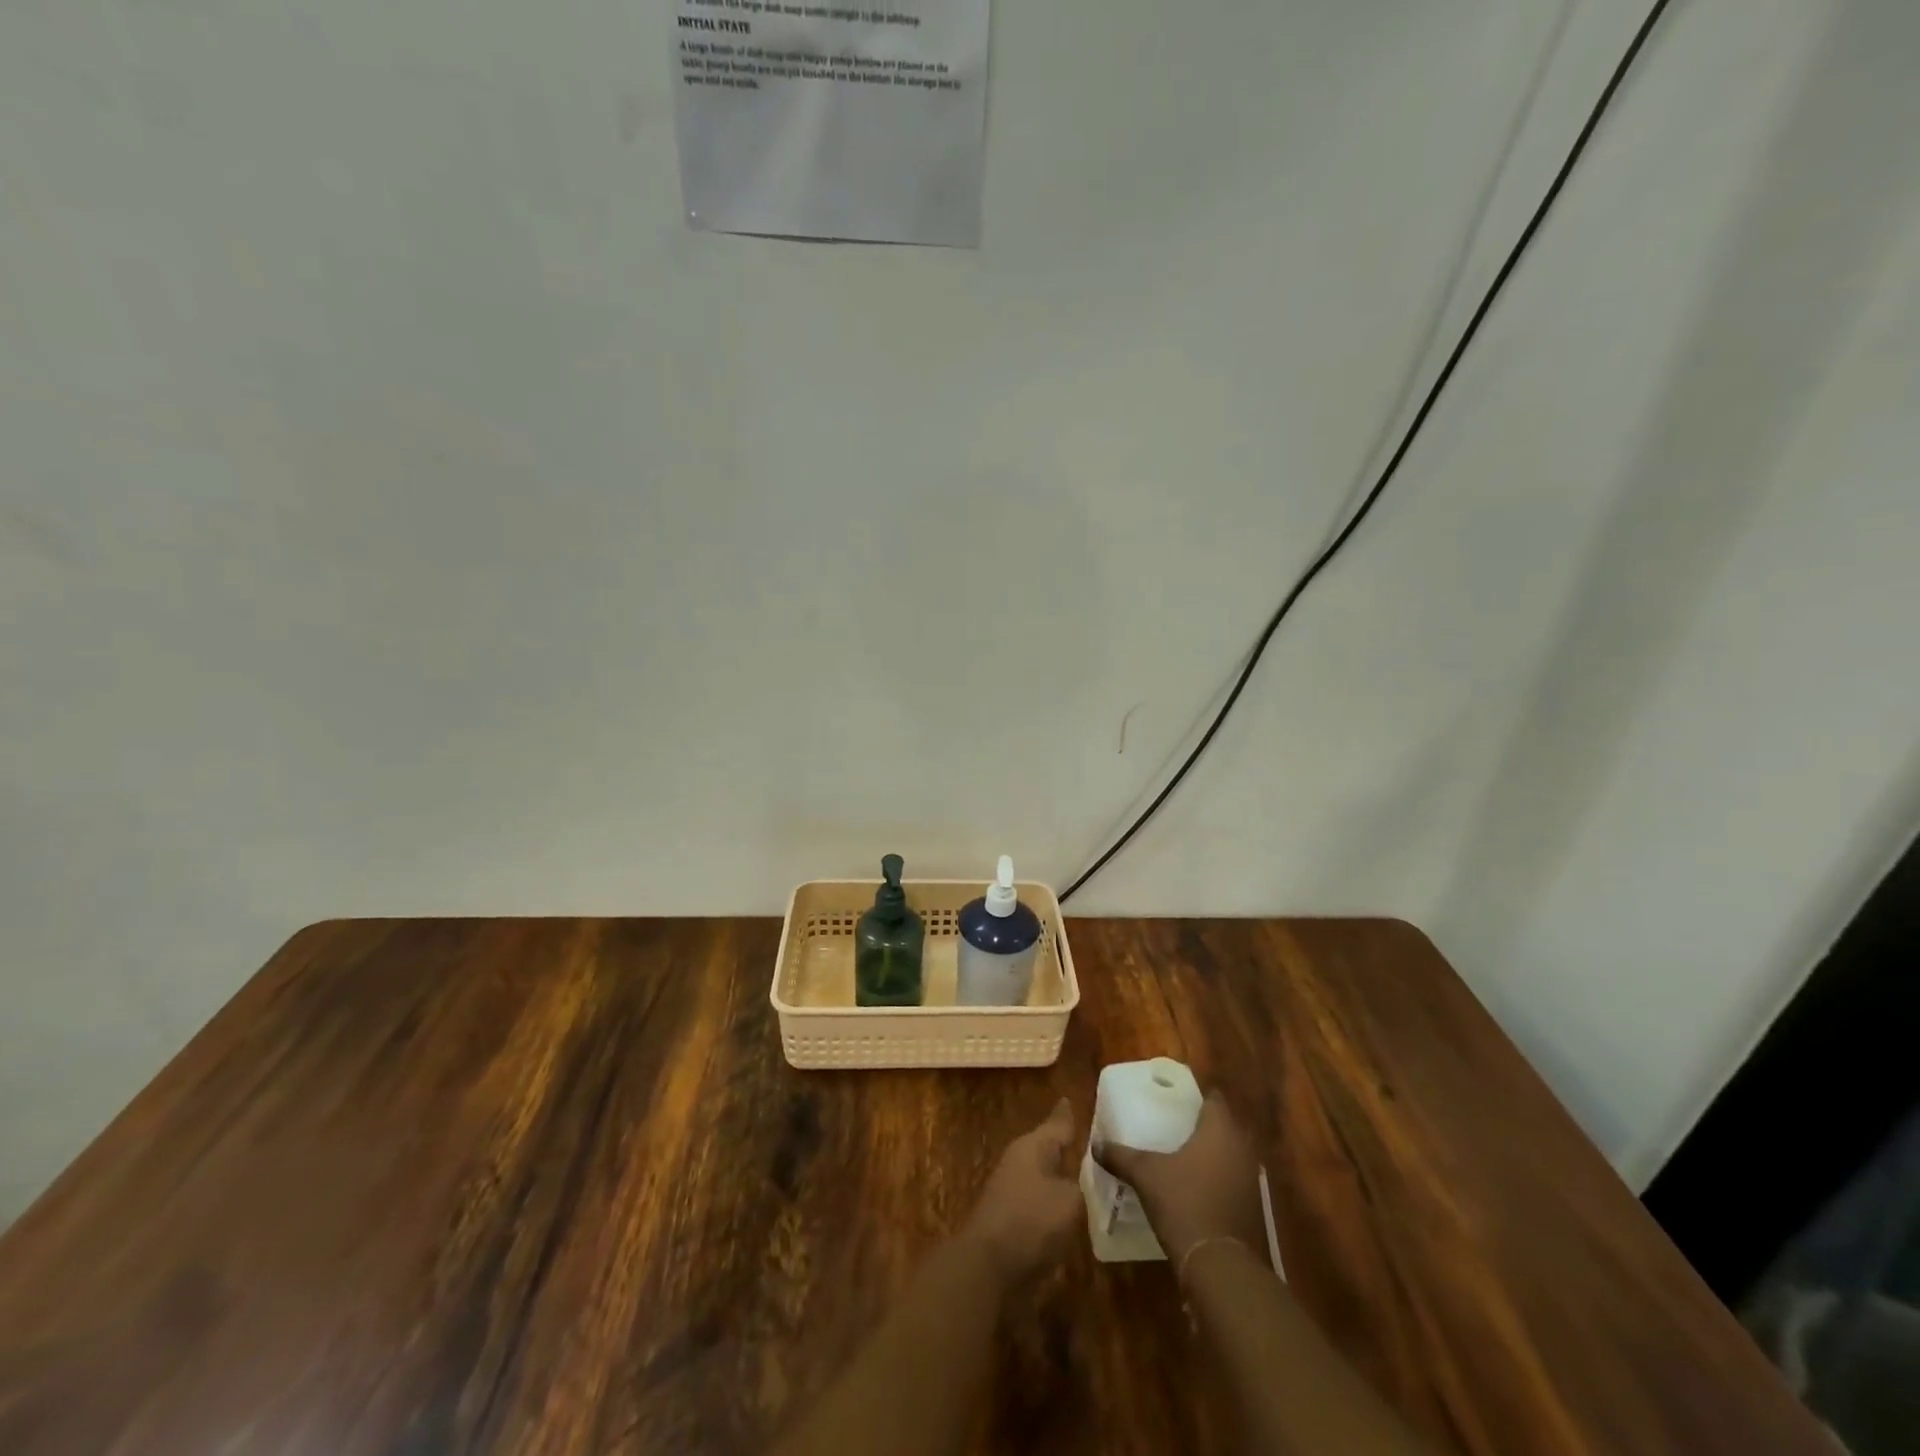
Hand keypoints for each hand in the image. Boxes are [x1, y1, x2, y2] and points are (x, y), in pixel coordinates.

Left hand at [962, 1098, 1082, 1283]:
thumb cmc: (1031, 1221)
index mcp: (1033, 1147)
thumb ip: (1085, 1186)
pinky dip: (1059, 1207)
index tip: (1073, 1099)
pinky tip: (1078, 1216)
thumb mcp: (1070, 1200)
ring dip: (1066, 1180)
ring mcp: (1014, 1192)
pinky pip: (1044, 1206)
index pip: (1057, 1123)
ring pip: (1048, 1179)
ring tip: (1095, 1181)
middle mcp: (1021, 1163)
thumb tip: (1090, 1179)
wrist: (988, 1266)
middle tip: (1099, 1145)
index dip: (1068, 1114)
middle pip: (1050, 1150)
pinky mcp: (1014, 1222)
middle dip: (1071, 1149)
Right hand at [1098, 1092, 1267, 1266]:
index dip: (1196, 1098)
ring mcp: (1252, 1181)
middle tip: (1173, 1127)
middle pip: (1224, 1127)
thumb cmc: (1184, 1203)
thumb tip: (1096, 1144)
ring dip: (1211, 1156)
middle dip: (1202, 1127)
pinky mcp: (1254, 1210)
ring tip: (1181, 1158)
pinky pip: (1233, 1183)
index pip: (1214, 1099)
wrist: (1221, 1268)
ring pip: (1230, 1156)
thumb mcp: (1145, 1175)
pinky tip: (1195, 1191)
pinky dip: (1218, 1182)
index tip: (1174, 1101)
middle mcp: (1242, 1149)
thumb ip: (1121, 1156)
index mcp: (1220, 1130)